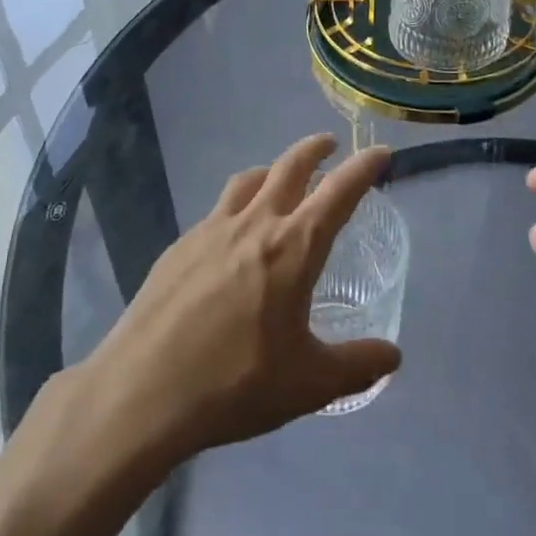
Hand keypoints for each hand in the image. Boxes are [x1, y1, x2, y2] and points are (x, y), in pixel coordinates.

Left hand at [79, 134, 400, 465]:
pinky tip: (232, 235)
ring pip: (248, 179)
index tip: (380, 152)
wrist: (143, 391)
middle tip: (330, 144)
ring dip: (272, 169)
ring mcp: (211, 230)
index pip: (339, 192)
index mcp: (293, 248)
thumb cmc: (235, 384)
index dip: (364, 167)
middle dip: (314, 149)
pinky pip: (217, 209)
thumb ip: (356, 365)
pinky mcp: (179, 246)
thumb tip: (392, 356)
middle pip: (289, 166)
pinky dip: (237, 204)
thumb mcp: (309, 384)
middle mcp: (254, 224)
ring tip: (280, 177)